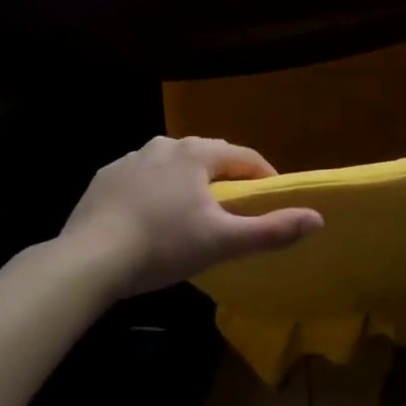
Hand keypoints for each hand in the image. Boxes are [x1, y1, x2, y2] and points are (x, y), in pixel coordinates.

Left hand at [53, 136, 322, 297]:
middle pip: (209, 157)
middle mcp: (165, 145)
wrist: (87, 260)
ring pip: (174, 166)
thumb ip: (272, 230)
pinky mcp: (105, 178)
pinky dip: (155, 192)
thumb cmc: (163, 245)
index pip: (244, 157)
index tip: (273, 199)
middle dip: (226, 179)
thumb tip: (318, 218)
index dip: (264, 177)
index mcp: (197, 153)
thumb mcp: (223, 242)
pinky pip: (142, 179)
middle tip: (233, 211)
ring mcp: (131, 159)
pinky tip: (151, 219)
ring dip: (189, 184)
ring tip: (192, 216)